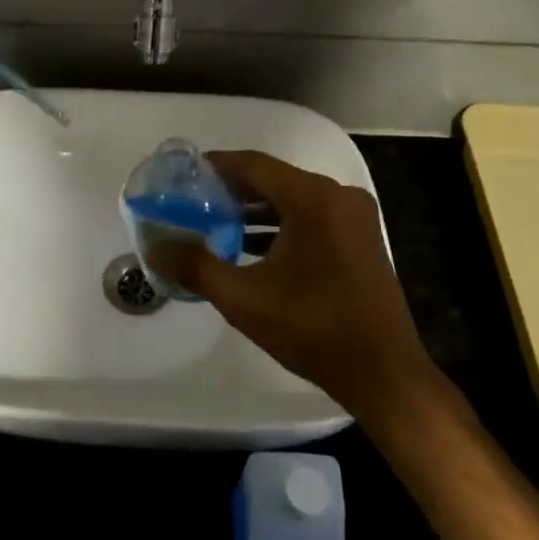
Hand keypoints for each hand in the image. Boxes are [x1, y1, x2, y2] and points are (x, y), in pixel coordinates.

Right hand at [150, 151, 438, 415]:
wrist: (383, 373)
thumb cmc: (312, 328)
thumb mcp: (244, 298)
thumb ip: (196, 267)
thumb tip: (155, 249)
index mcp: (312, 198)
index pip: (253, 165)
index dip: (215, 166)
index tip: (183, 174)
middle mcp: (337, 196)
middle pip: (273, 180)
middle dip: (231, 191)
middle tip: (192, 201)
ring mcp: (354, 218)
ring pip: (292, 200)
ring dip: (254, 211)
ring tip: (214, 224)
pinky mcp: (361, 239)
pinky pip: (311, 218)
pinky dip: (280, 227)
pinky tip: (250, 247)